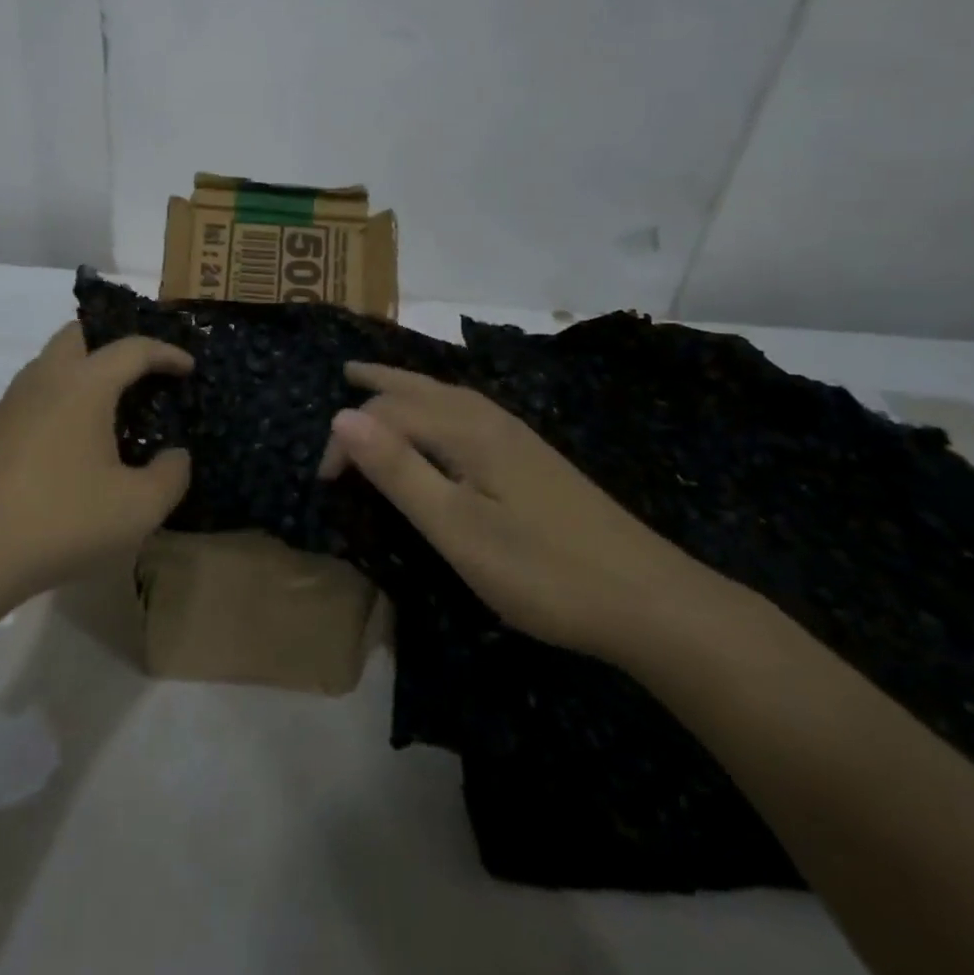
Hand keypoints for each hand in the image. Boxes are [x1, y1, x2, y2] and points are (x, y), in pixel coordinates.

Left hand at [0, 323, 192, 617]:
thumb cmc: (60, 522)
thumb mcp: (137, 509)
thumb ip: (171, 476)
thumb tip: (174, 456)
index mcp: (82, 385)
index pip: (132, 349)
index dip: (166, 353)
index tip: (188, 368)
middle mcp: (41, 382)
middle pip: (77, 336)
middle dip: (112, 343)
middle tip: (139, 373)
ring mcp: (4, 407)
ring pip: (46, 368)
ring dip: (79, 376)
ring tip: (105, 414)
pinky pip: (26, 403)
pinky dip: (53, 408)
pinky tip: (62, 451)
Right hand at [319, 363, 732, 661]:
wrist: (649, 600)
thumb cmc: (541, 570)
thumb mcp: (456, 528)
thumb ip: (398, 471)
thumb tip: (339, 418)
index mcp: (467, 431)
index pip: (388, 414)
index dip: (348, 440)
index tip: (324, 482)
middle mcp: (491, 420)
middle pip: (422, 388)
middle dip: (380, 382)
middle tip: (345, 374)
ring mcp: (518, 438)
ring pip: (450, 396)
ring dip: (410, 387)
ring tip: (384, 385)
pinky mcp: (534, 460)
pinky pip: (469, 411)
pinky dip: (439, 403)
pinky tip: (445, 423)